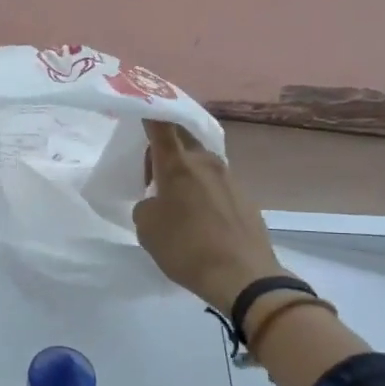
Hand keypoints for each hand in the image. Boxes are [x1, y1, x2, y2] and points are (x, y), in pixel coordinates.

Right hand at [133, 120, 281, 308]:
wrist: (244, 277)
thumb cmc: (186, 248)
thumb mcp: (147, 228)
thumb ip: (146, 205)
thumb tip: (158, 201)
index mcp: (177, 164)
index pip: (160, 124)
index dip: (149, 112)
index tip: (140, 108)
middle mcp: (205, 161)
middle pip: (182, 137)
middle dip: (164, 144)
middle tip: (149, 167)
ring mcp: (229, 177)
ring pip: (199, 160)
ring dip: (183, 168)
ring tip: (172, 196)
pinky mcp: (244, 196)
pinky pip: (214, 181)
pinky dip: (200, 187)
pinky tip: (195, 214)